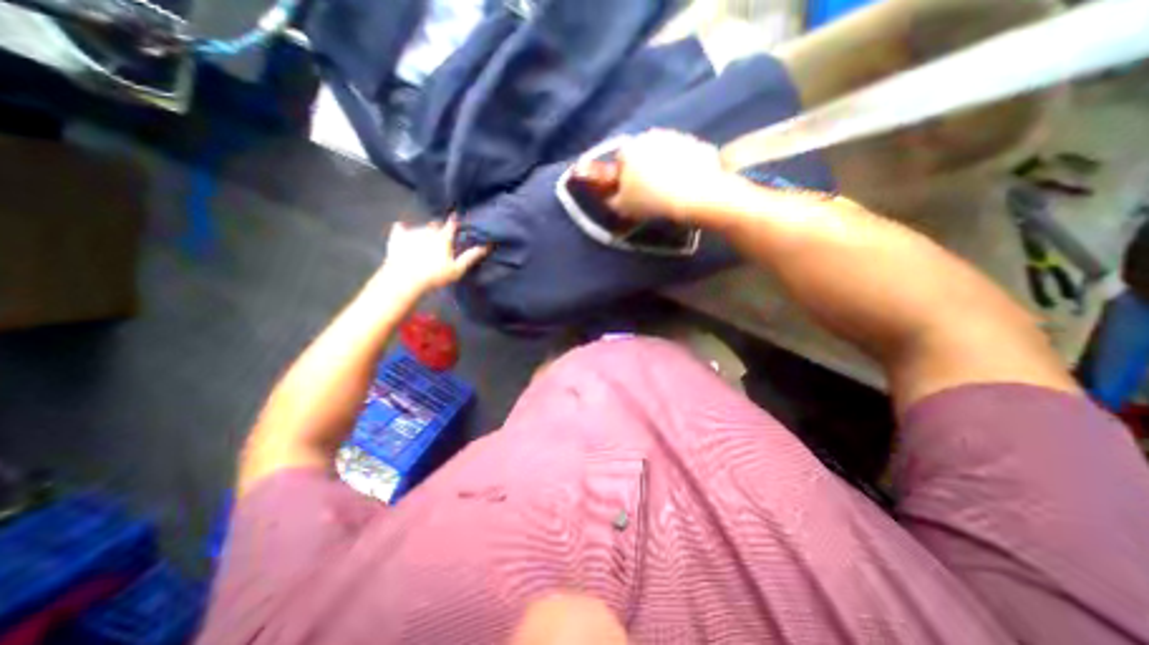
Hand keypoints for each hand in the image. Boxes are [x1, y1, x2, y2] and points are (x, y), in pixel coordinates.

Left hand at [375, 216, 485, 294]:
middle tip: (441, 239)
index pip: (452, 224)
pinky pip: (400, 227)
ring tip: (425, 243)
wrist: (404, 280)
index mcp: (443, 237)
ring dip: (425, 231)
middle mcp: (427, 230)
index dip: (455, 222)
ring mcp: (411, 232)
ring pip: (421, 227)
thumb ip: (471, 256)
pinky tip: (404, 234)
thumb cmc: (434, 276)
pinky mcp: (396, 237)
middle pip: (436, 224)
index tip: (457, 220)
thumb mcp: (457, 269)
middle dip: (439, 228)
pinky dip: (404, 230)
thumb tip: (486, 246)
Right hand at [596, 129, 731, 223]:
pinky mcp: (698, 143)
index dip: (624, 176)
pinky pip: (686, 156)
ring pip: (665, 152)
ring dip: (665, 166)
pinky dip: (685, 167)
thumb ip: (612, 199)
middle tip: (650, 191)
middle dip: (645, 168)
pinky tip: (687, 185)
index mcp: (629, 149)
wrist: (694, 195)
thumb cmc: (651, 201)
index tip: (630, 191)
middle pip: (643, 152)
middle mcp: (651, 136)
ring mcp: (677, 136)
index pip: (620, 159)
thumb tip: (613, 196)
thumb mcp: (622, 207)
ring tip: (670, 191)